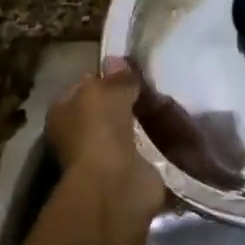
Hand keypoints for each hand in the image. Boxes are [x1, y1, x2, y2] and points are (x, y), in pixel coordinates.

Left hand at [46, 59, 163, 216]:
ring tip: (173, 104)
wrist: (114, 183)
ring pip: (132, 128)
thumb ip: (116, 77)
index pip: (86, 86)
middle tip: (157, 87)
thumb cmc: (99, 130)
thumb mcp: (106, 91)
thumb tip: (117, 60)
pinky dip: (163, 142)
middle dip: (133, 99)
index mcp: (64, 112)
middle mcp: (81, 134)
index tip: (134, 70)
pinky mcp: (130, 171)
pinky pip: (149, 149)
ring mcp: (106, 155)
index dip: (108, 76)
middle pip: (111, 108)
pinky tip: (179, 129)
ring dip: (150, 120)